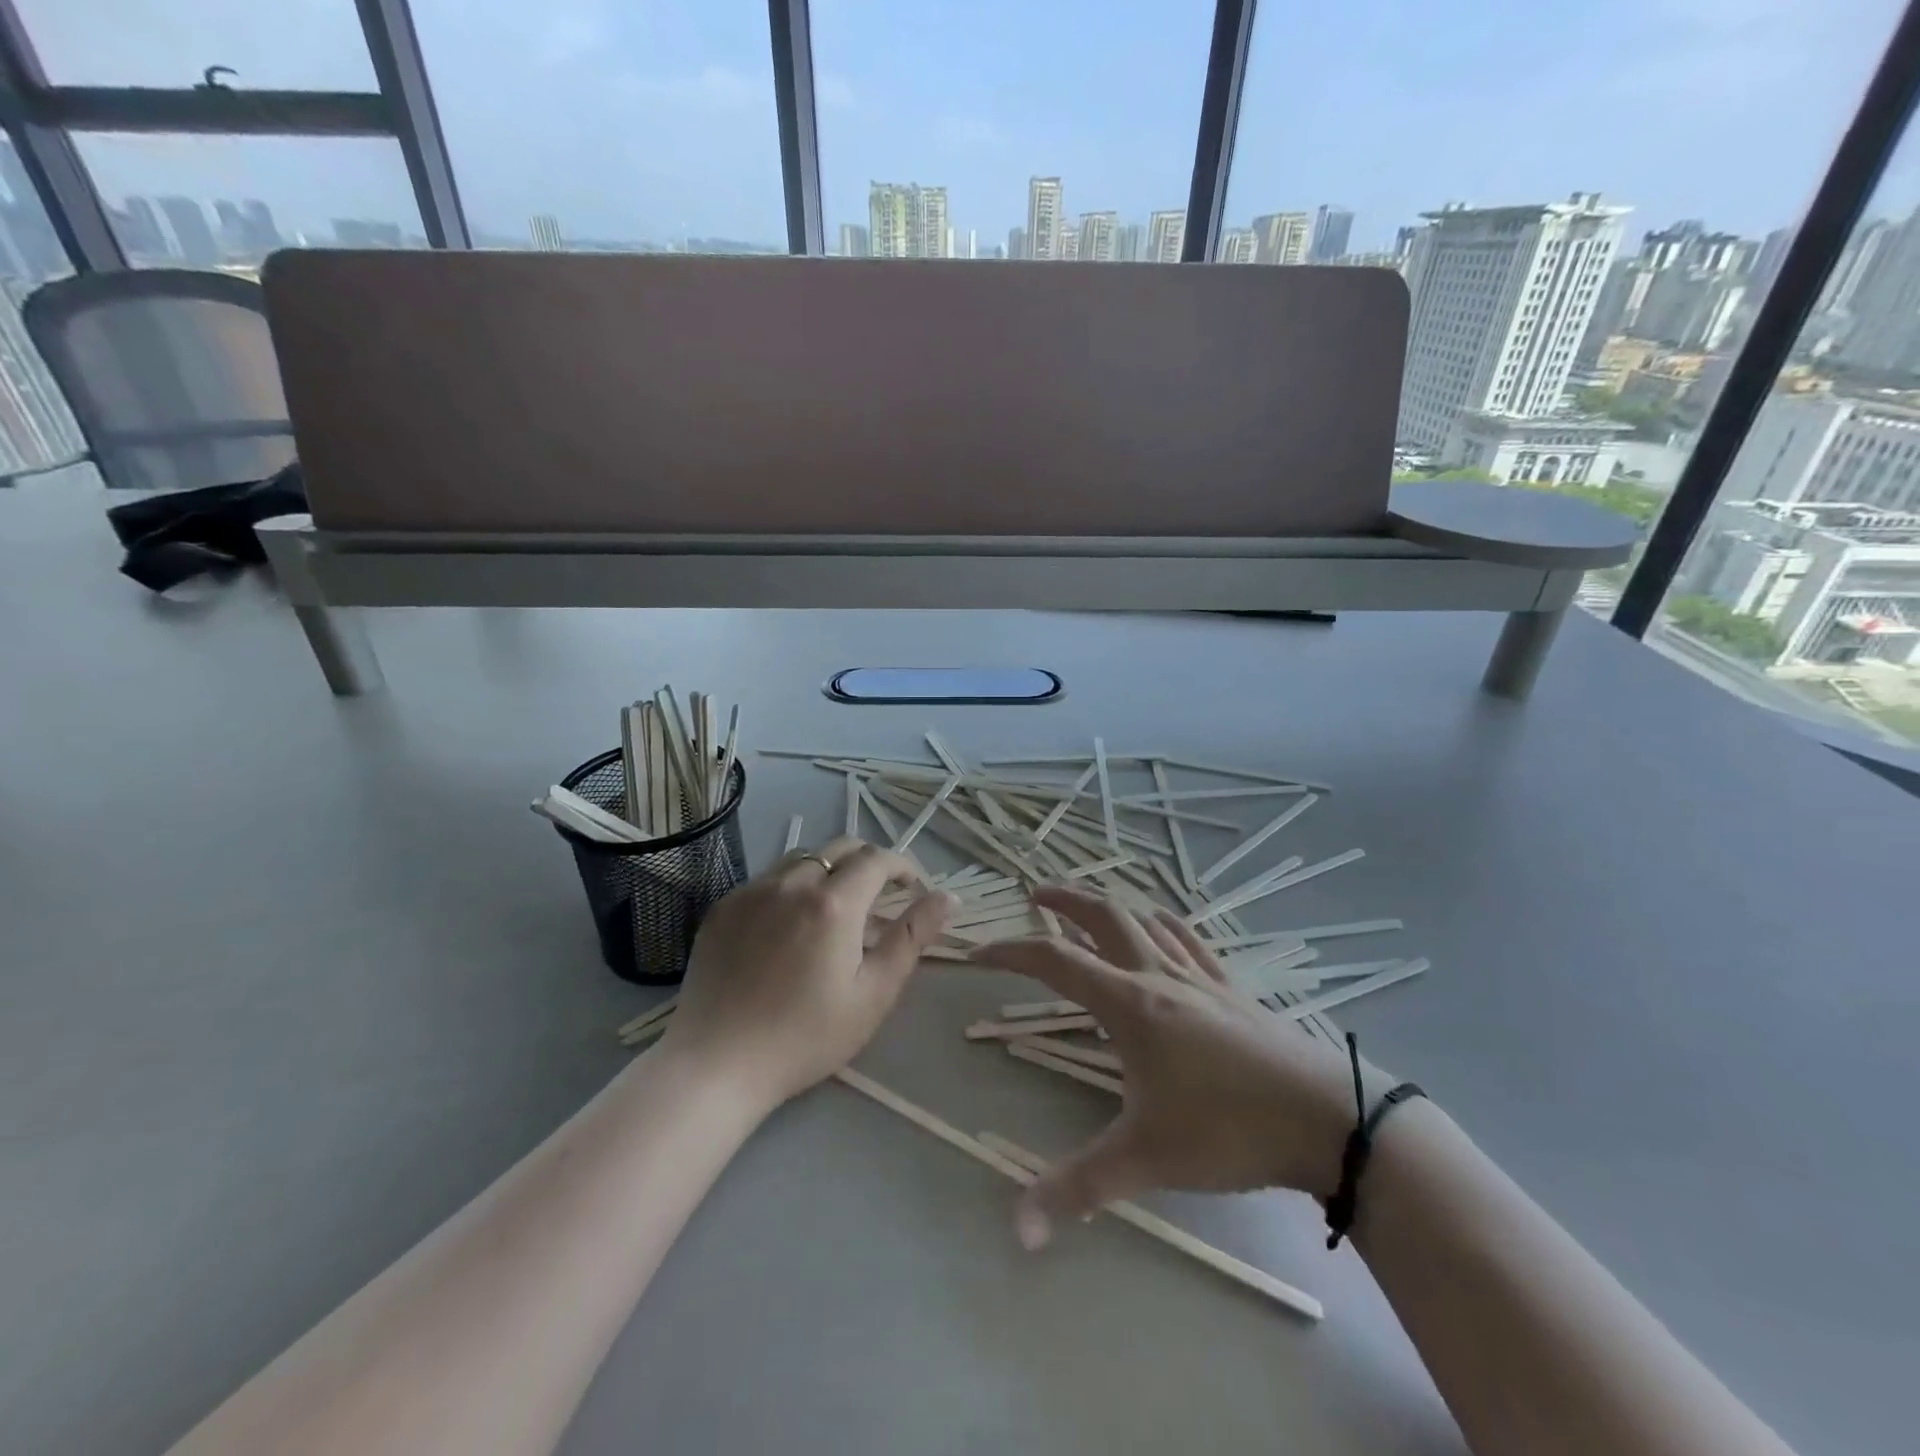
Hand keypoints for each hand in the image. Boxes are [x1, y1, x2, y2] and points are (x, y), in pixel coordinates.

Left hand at [658, 836, 955, 1109]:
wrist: (716, 1064)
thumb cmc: (806, 1036)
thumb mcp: (874, 993)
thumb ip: (912, 938)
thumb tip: (948, 897)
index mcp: (834, 902)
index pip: (878, 859)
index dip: (903, 866)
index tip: (914, 888)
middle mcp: (792, 882)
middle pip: (841, 847)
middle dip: (869, 861)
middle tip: (881, 895)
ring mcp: (752, 891)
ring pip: (802, 857)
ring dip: (829, 869)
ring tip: (836, 907)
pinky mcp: (724, 906)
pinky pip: (768, 879)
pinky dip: (791, 886)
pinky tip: (790, 924)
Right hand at [976, 886, 1387, 1249]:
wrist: (1327, 1117)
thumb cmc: (1229, 1128)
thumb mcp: (1147, 1159)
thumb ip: (1078, 1189)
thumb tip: (1017, 1231)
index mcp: (1128, 1003)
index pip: (1054, 960)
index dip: (1009, 951)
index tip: (976, 954)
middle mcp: (1157, 974)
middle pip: (1102, 914)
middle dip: (1063, 897)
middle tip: (1033, 894)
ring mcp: (1198, 975)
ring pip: (1144, 919)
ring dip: (1109, 904)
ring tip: (1086, 906)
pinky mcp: (1230, 987)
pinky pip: (1188, 937)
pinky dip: (1161, 922)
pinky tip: (1158, 923)